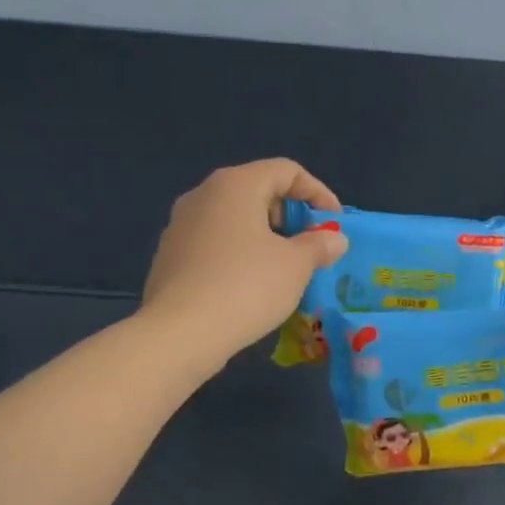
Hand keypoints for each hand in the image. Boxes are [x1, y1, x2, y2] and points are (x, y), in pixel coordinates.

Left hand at [141, 159, 347, 366]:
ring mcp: (180, 225)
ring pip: (235, 219)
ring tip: (287, 268)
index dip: (318, 192)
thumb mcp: (296, 265)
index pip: (286, 171)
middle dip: (292, 215)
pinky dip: (241, 254)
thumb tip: (334, 239)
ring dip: (267, 236)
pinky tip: (253, 285)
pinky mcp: (170, 256)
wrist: (179, 334)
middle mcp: (203, 195)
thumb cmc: (246, 287)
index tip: (334, 223)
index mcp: (235, 185)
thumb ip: (319, 245)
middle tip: (313, 246)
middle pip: (258, 191)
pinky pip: (216, 243)